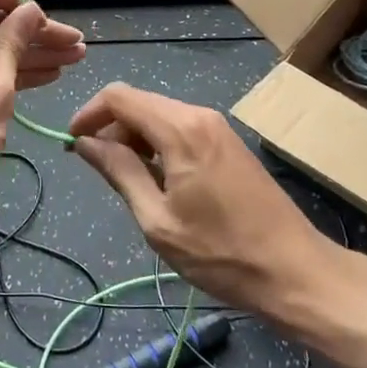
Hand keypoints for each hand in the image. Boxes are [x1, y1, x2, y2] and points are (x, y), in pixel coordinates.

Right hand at [66, 83, 338, 319]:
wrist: (294, 269)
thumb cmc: (220, 252)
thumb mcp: (158, 220)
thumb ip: (120, 172)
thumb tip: (85, 143)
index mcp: (180, 129)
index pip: (119, 97)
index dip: (89, 114)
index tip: (72, 144)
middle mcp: (199, 115)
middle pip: (140, 103)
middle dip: (111, 128)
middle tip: (98, 169)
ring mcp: (218, 127)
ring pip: (160, 115)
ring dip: (134, 138)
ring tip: (126, 180)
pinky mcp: (228, 142)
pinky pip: (181, 128)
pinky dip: (158, 143)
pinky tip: (157, 179)